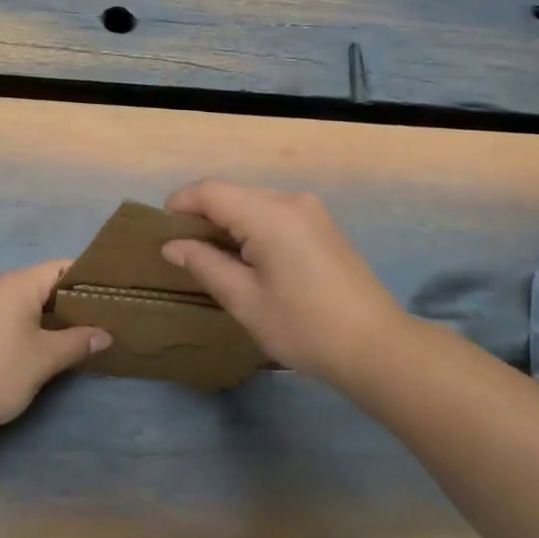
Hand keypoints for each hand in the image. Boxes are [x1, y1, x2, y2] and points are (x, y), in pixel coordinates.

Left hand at [0, 260, 110, 434]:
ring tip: (72, 335)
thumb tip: (105, 334)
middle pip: (42, 283)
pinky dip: (25, 324)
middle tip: (96, 320)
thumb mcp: (44, 359)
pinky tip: (36, 346)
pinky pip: (5, 314)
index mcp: (17, 283)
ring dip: (46, 315)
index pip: (61, 268)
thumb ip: (78, 342)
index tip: (109, 298)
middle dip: (68, 301)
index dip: (87, 280)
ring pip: (22, 300)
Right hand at [160, 180, 410, 386]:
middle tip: (182, 252)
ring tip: (212, 259)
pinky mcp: (323, 226)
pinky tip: (249, 260)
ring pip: (253, 203)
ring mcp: (311, 211)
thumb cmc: (304, 326)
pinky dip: (252, 228)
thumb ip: (205, 264)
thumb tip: (172, 245)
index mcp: (269, 213)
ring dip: (228, 222)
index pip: (210, 190)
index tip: (161, 234)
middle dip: (202, 216)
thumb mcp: (245, 300)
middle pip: (232, 193)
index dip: (179, 205)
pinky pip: (275, 214)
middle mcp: (290, 200)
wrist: (377, 346)